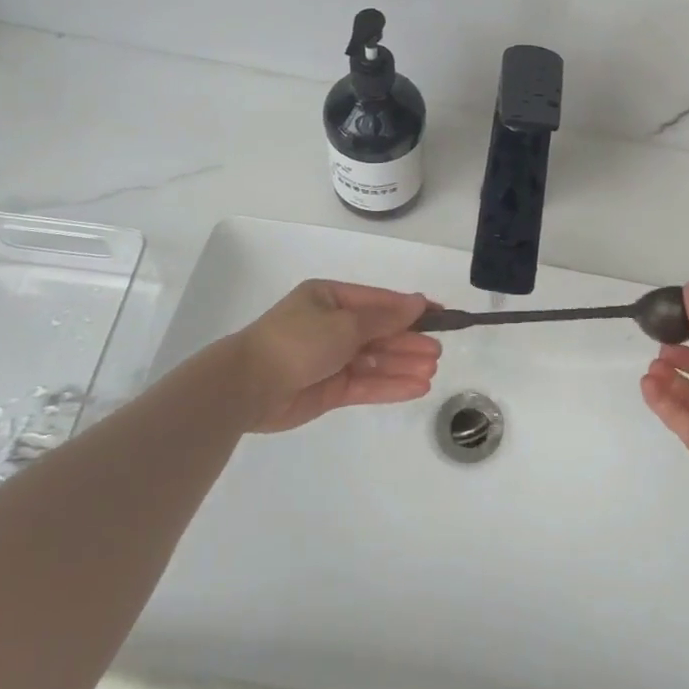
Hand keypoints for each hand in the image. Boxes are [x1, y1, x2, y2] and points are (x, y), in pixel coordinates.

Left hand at [235, 280, 441, 431]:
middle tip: (438, 352)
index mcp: (330, 298)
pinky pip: (365, 384)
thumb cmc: (298, 341)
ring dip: (402, 365)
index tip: (440, 314)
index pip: (378, 301)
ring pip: (374, 360)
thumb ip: (385, 318)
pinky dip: (389, 385)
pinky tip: (415, 387)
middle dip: (408, 341)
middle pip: (378, 332)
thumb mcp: (345, 323)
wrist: (248, 386)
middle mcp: (330, 326)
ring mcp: (330, 359)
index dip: (409, 308)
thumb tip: (418, 303)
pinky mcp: (329, 389)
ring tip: (432, 371)